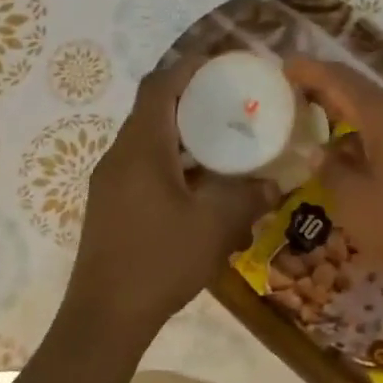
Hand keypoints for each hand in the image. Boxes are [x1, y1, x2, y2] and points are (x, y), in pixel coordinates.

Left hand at [68, 56, 278, 328]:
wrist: (106, 316)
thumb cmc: (159, 261)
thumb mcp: (214, 226)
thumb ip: (248, 197)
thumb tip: (276, 184)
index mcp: (141, 149)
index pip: (159, 87)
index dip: (189, 68)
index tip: (223, 66)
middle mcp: (120, 157)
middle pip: (154, 111)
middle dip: (193, 102)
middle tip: (233, 106)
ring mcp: (111, 183)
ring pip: (149, 142)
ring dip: (184, 137)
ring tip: (225, 144)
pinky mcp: (112, 206)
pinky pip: (145, 168)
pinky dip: (174, 164)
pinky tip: (203, 188)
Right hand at [285, 57, 382, 296]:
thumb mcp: (355, 203)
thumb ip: (330, 172)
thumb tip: (317, 151)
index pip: (340, 79)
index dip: (310, 71)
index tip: (285, 67)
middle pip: (365, 94)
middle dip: (331, 95)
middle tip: (299, 102)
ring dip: (355, 122)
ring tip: (327, 137)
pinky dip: (377, 142)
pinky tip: (367, 166)